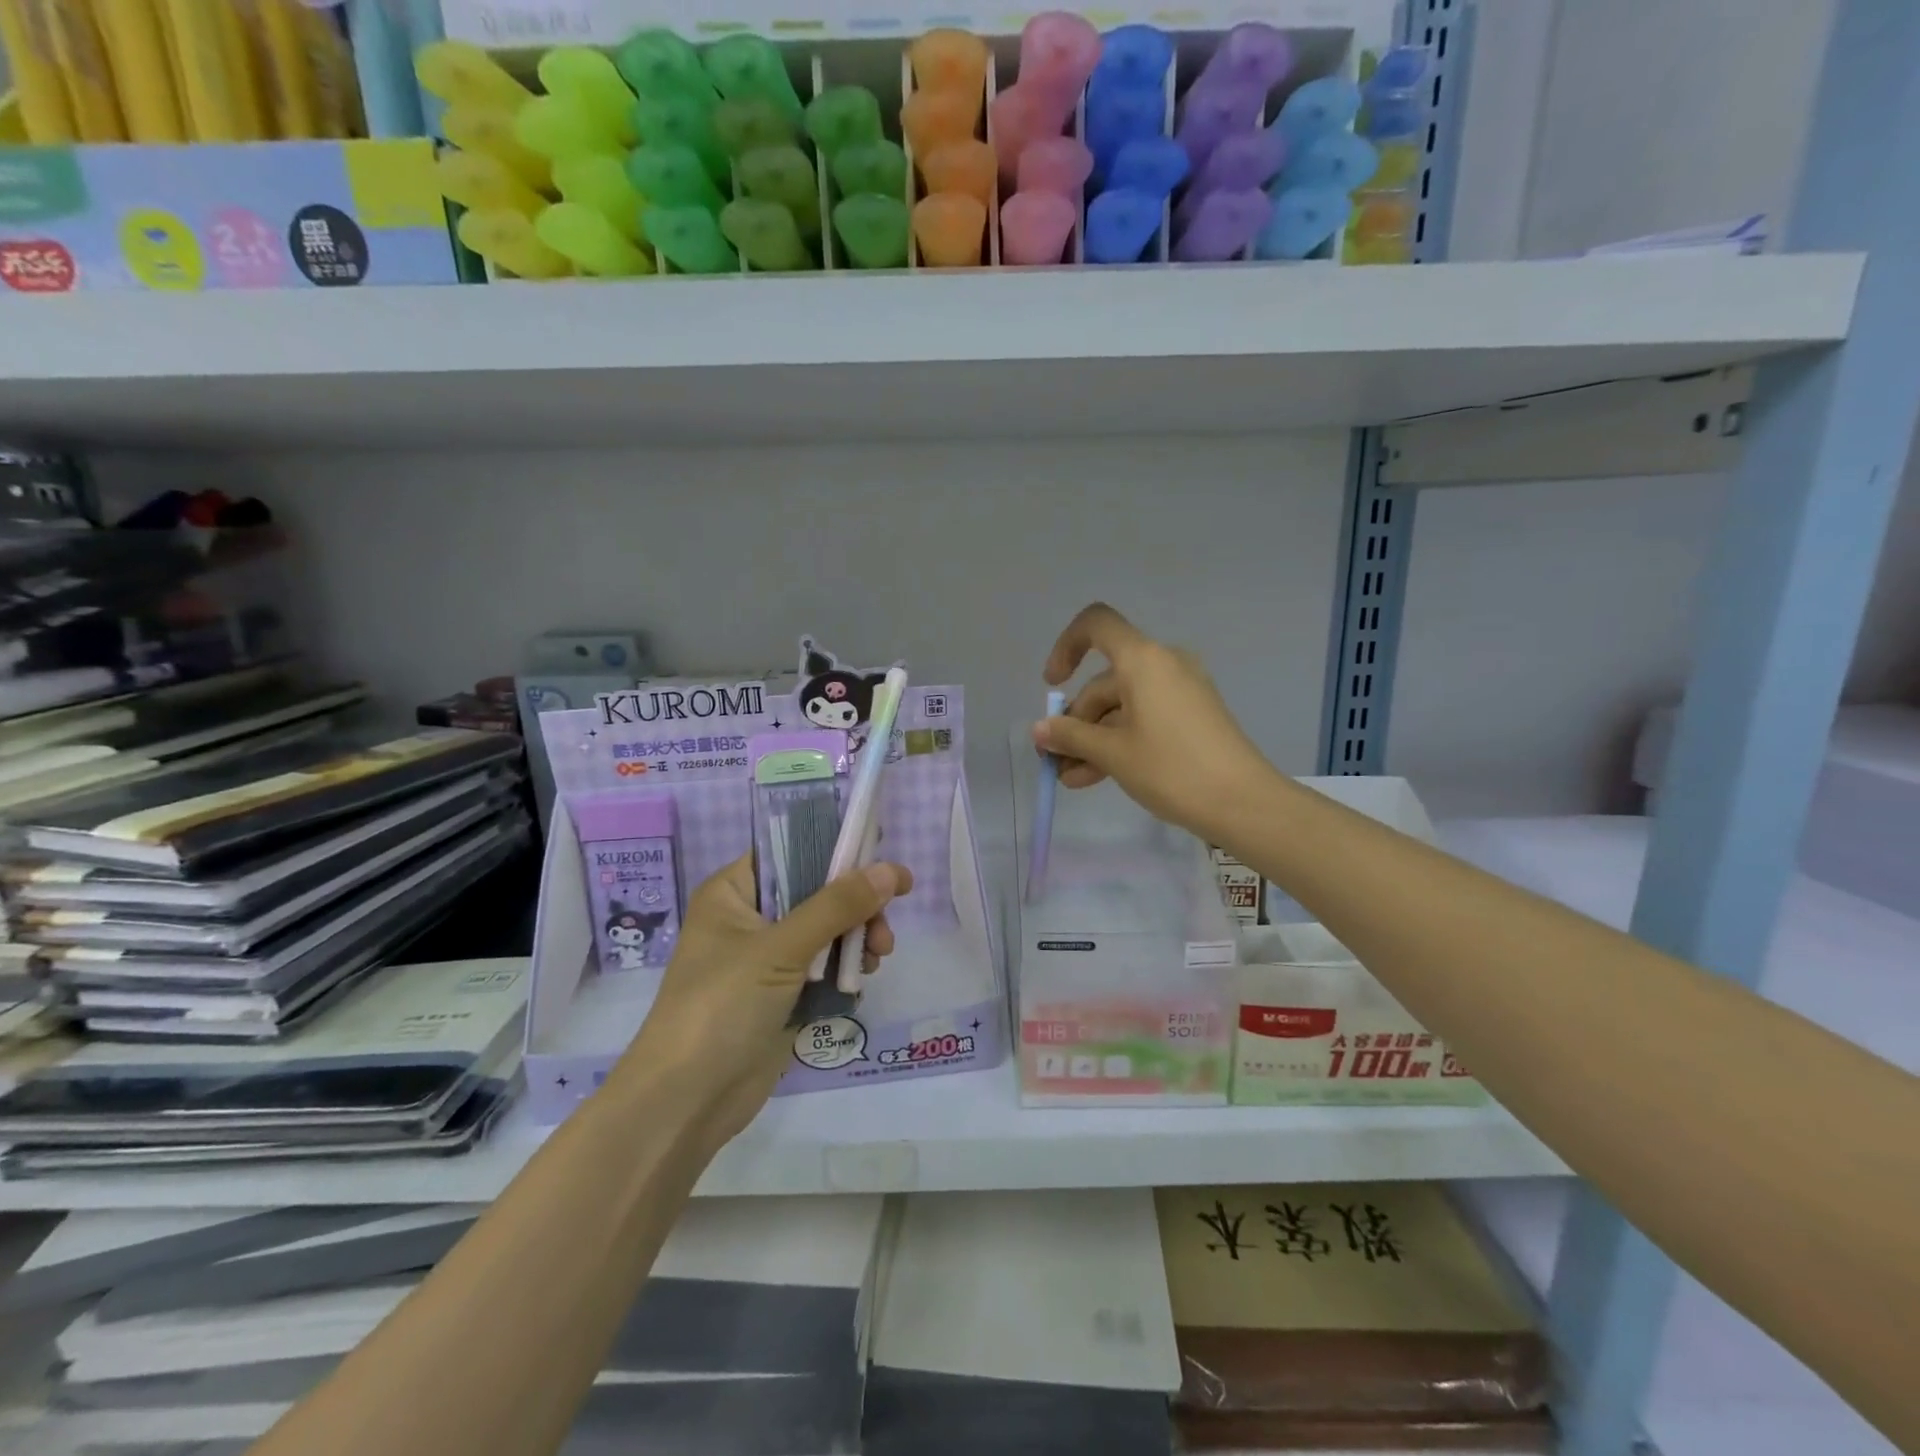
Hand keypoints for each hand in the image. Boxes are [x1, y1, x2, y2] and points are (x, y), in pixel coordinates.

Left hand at [619, 855, 911, 1143]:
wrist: (686, 1102)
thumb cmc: (721, 1007)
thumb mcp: (780, 948)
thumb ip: (837, 906)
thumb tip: (890, 870)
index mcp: (733, 892)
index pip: (790, 852)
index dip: (836, 851)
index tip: (881, 857)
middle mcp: (749, 918)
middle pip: (817, 892)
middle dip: (856, 907)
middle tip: (885, 928)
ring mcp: (766, 959)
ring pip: (826, 931)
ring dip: (857, 939)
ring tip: (879, 958)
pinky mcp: (781, 995)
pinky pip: (824, 967)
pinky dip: (846, 969)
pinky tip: (861, 981)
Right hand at [1034, 602, 1276, 841]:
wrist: (1243, 803)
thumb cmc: (1172, 768)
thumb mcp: (1113, 753)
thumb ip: (1071, 737)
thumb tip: (1040, 730)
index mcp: (1143, 660)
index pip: (1096, 625)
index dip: (1066, 647)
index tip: (1053, 686)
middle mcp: (1163, 665)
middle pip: (1105, 682)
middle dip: (1075, 722)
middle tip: (1055, 761)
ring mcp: (1180, 692)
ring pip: (1121, 707)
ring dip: (1092, 740)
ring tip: (1071, 780)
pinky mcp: (1191, 717)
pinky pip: (1143, 719)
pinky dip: (1118, 742)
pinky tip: (1096, 777)